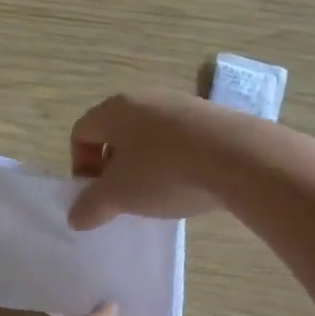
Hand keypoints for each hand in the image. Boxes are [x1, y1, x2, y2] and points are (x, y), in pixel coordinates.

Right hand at [69, 91, 246, 230]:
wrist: (239, 157)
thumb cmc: (163, 172)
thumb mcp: (119, 196)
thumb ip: (91, 206)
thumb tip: (75, 217)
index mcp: (114, 110)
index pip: (81, 133)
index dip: (81, 166)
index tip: (96, 195)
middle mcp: (144, 98)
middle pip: (115, 133)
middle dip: (113, 167)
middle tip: (124, 196)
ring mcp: (181, 104)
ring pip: (149, 136)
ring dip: (145, 165)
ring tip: (159, 193)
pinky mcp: (212, 116)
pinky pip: (180, 139)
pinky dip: (175, 160)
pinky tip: (189, 183)